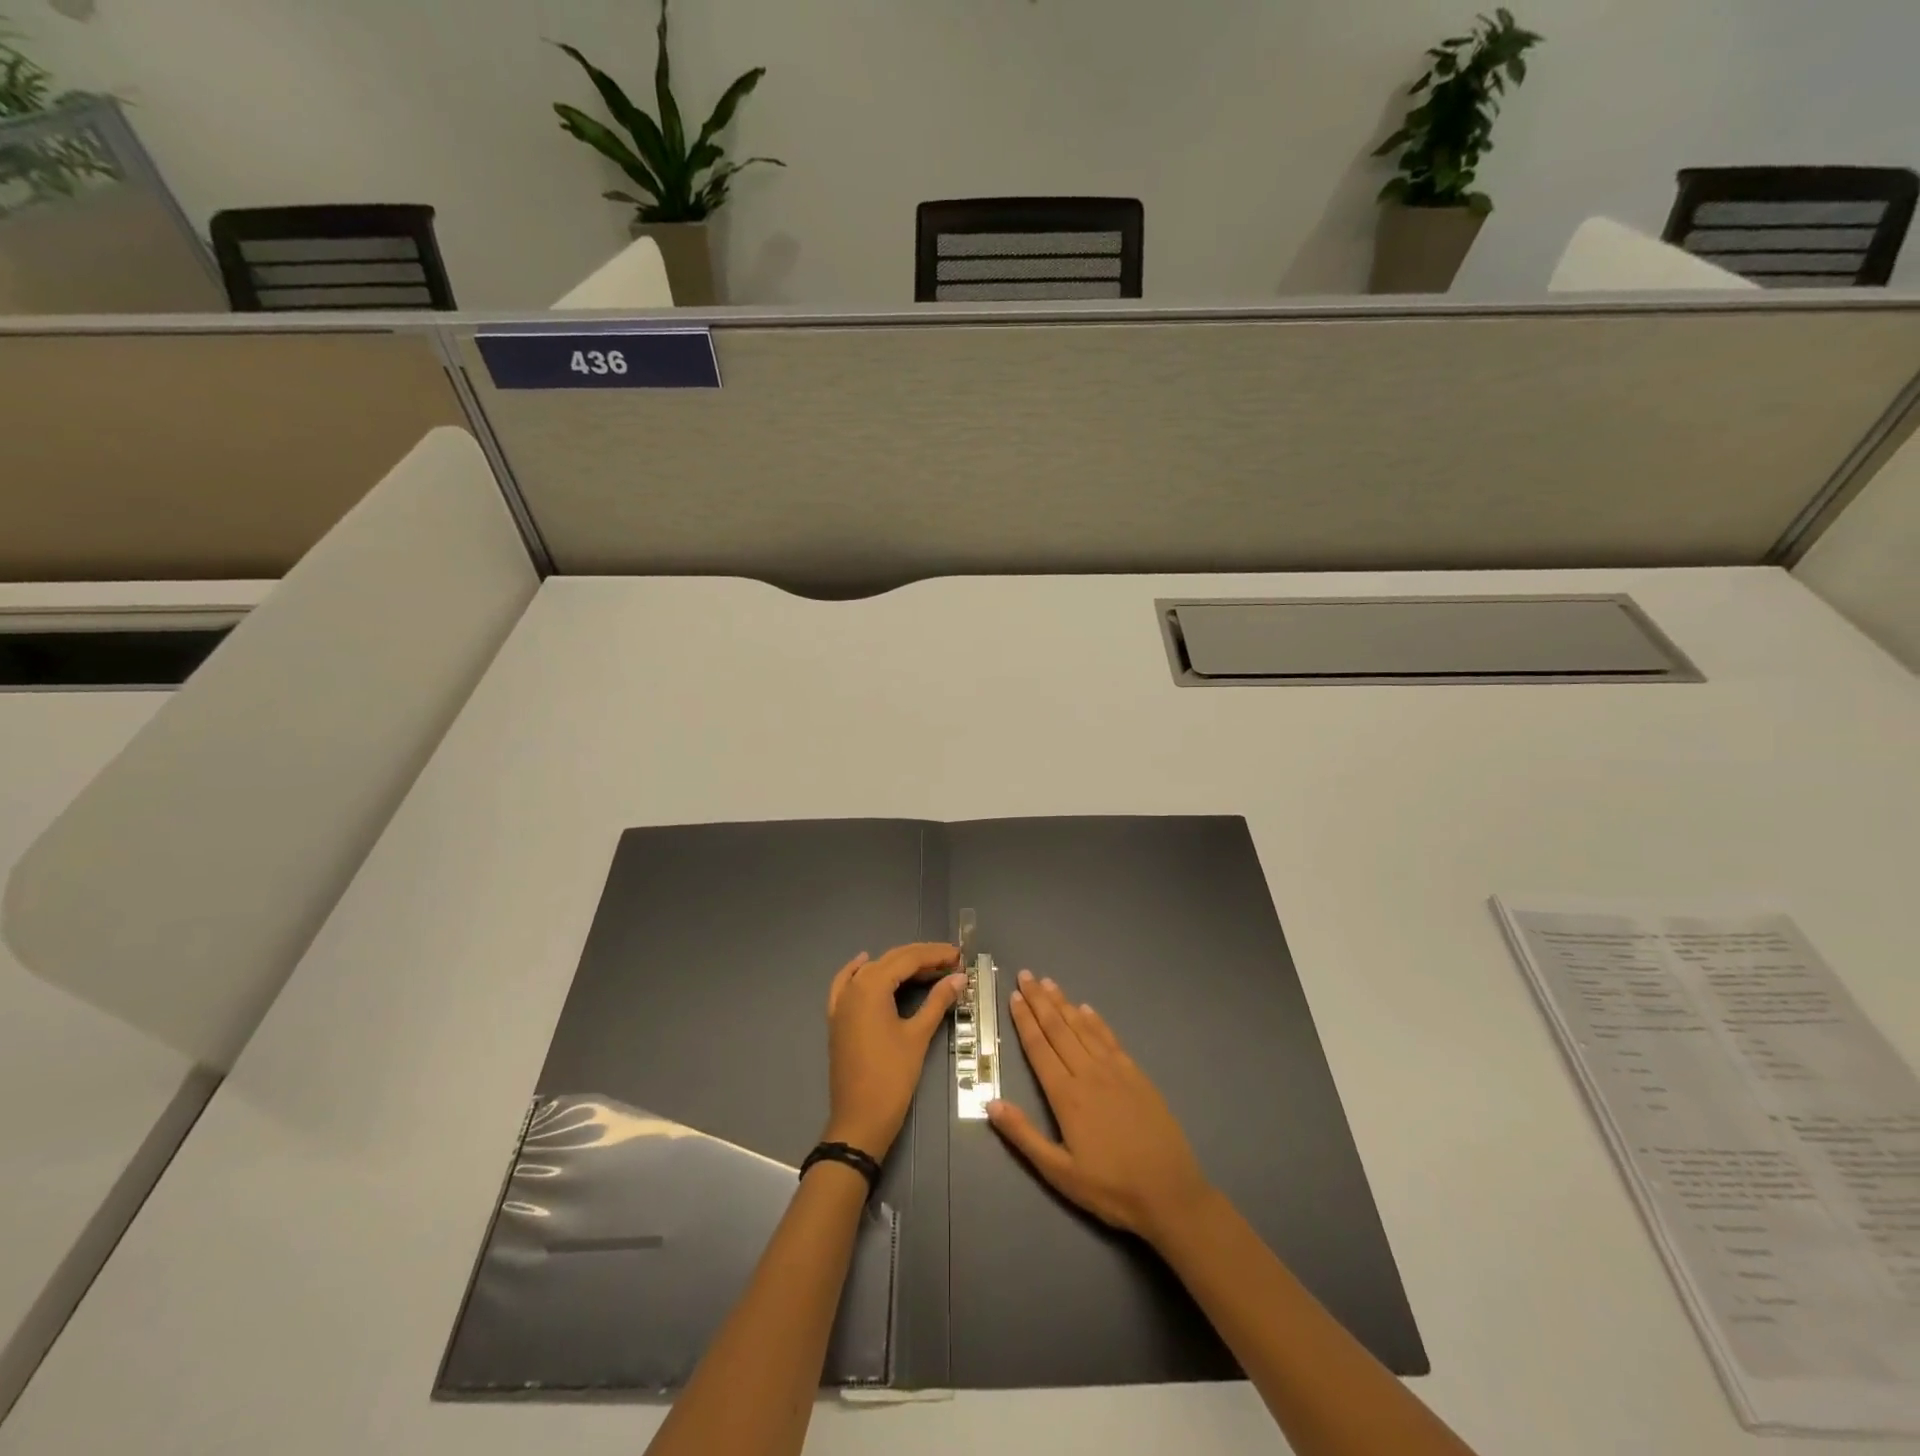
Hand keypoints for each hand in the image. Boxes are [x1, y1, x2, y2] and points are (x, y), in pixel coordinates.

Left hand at [823, 943, 964, 1160]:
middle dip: (922, 958)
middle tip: (952, 961)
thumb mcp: (918, 1035)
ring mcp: (842, 1002)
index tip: (960, 956)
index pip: (908, 959)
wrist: (860, 1119)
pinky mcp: (838, 1018)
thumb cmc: (892, 1076)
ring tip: (929, 968)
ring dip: (899, 966)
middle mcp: (853, 987)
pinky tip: (866, 962)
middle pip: (891, 961)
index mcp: (871, 986)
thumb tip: (960, 977)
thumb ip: (938, 1001)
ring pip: (873, 971)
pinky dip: (858, 971)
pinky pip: (846, 984)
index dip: (936, 955)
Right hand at [987, 970, 1213, 1244]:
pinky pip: (1110, 1039)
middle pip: (1058, 1028)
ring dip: (1064, 1003)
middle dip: (1040, 1000)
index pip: (1039, 1047)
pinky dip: (1096, 1021)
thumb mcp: (1059, 1172)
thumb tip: (991, 1102)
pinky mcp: (1136, 1074)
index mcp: (1066, 1095)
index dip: (1024, 1020)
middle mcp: (1088, 1073)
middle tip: (1026, 975)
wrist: (1170, 1193)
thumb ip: (1023, 1136)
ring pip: (1083, 1028)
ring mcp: (1115, 1070)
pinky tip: (1087, 1009)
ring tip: (1049, 982)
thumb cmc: (1110, 1187)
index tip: (1014, 996)